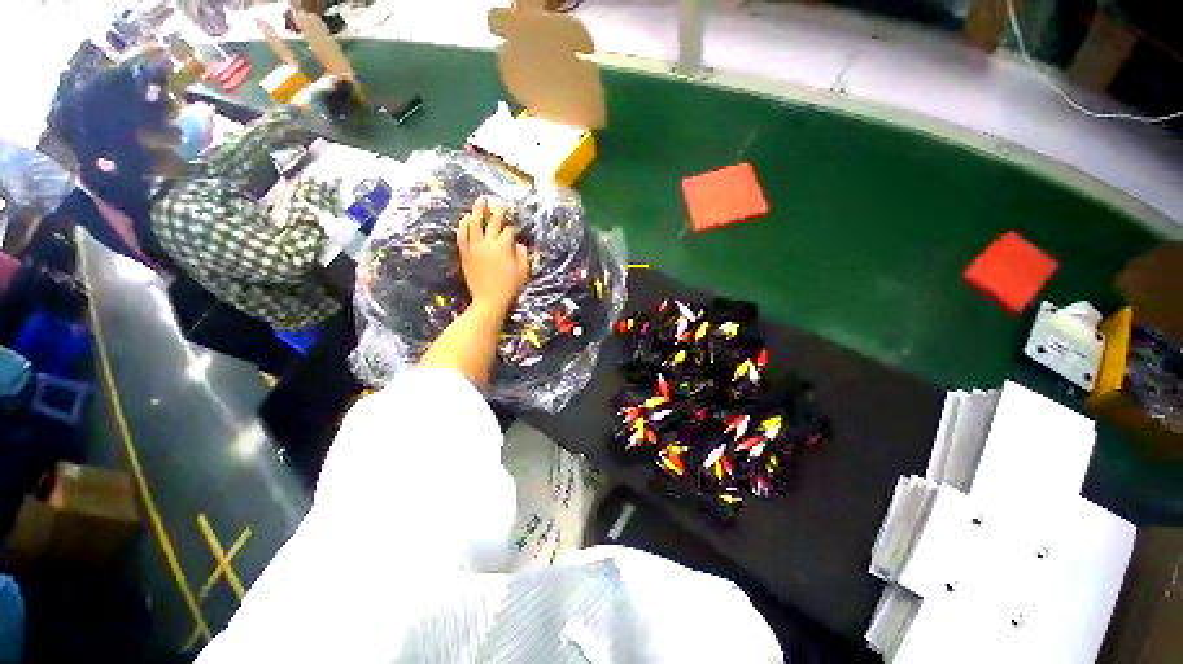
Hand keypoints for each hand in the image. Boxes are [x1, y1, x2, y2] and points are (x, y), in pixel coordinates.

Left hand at [457, 197, 529, 313]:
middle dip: (498, 211)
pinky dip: (464, 226)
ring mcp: (474, 247)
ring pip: (474, 224)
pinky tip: (465, 219)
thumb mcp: (523, 271)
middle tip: (500, 203)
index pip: (509, 231)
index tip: (516, 229)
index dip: (514, 228)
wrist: (489, 300)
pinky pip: (462, 235)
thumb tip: (518, 244)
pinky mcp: (465, 254)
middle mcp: (487, 243)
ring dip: (478, 211)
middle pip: (492, 222)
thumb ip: (523, 255)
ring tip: (480, 201)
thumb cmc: (510, 287)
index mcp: (503, 247)